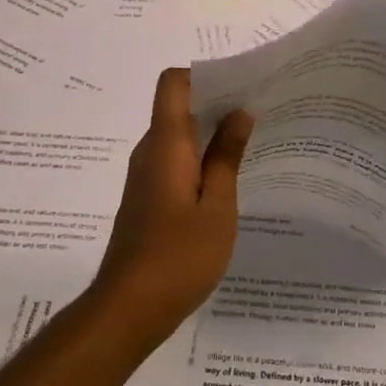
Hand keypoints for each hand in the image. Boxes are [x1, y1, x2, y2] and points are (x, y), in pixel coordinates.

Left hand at [92, 68, 253, 349]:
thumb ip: (226, 156)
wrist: (127, 309)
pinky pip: (173, 161)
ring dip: (209, 134)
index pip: (173, 83)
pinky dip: (198, 159)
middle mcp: (149, 151)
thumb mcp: (217, 206)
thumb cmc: (178, 256)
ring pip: (177, 136)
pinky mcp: (145, 198)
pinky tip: (225, 183)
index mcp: (166, 144)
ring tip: (249, 147)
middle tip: (258, 115)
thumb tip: (239, 112)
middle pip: (177, 107)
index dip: (204, 75)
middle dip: (216, 104)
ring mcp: (144, 176)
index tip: (240, 87)